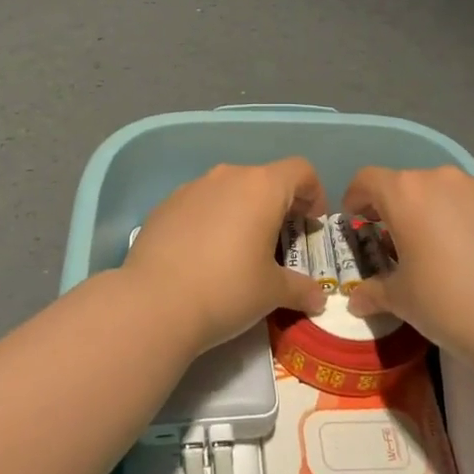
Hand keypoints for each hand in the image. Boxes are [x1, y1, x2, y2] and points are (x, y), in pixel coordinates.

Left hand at [124, 160, 329, 354]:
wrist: (154, 303)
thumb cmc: (227, 289)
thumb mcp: (272, 293)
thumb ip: (300, 289)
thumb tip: (319, 298)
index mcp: (261, 187)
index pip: (300, 170)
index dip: (314, 193)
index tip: (311, 223)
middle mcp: (227, 177)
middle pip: (264, 179)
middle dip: (278, 205)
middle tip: (281, 241)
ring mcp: (192, 188)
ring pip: (229, 190)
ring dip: (243, 211)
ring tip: (240, 249)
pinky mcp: (165, 205)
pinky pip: (200, 204)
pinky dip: (211, 220)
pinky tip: (204, 255)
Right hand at [342, 165, 473, 362]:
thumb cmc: (448, 304)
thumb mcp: (402, 301)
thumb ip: (374, 292)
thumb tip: (356, 301)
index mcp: (406, 194)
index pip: (367, 180)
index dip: (355, 198)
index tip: (356, 220)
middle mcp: (442, 179)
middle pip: (408, 185)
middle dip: (397, 209)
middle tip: (398, 243)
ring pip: (446, 193)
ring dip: (435, 213)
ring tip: (442, 250)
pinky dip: (468, 220)